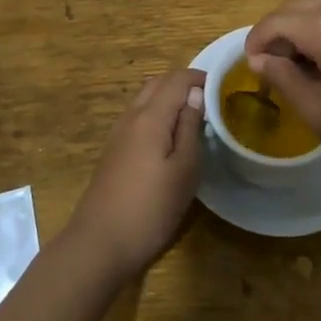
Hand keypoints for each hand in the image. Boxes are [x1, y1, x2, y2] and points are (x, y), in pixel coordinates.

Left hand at [66, 69, 205, 282]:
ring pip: (145, 99)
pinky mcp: (113, 151)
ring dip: (168, 97)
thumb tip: (196, 93)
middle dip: (182, 83)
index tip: (221, 87)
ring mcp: (118, 133)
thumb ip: (190, 127)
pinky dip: (156, 113)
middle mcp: (131, 117)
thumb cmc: (150, 209)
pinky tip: (168, 137)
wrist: (99, 243)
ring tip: (192, 117)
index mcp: (150, 117)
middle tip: (208, 100)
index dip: (199, 77)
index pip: (176, 79)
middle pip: (157, 83)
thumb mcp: (183, 170)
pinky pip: (137, 117)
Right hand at [244, 0, 320, 175]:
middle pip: (294, 8)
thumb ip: (286, 82)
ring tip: (306, 70)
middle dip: (278, 36)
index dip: (256, 44)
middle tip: (276, 73)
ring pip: (318, 7)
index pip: (275, 22)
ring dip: (302, 31)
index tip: (252, 70)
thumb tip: (260, 60)